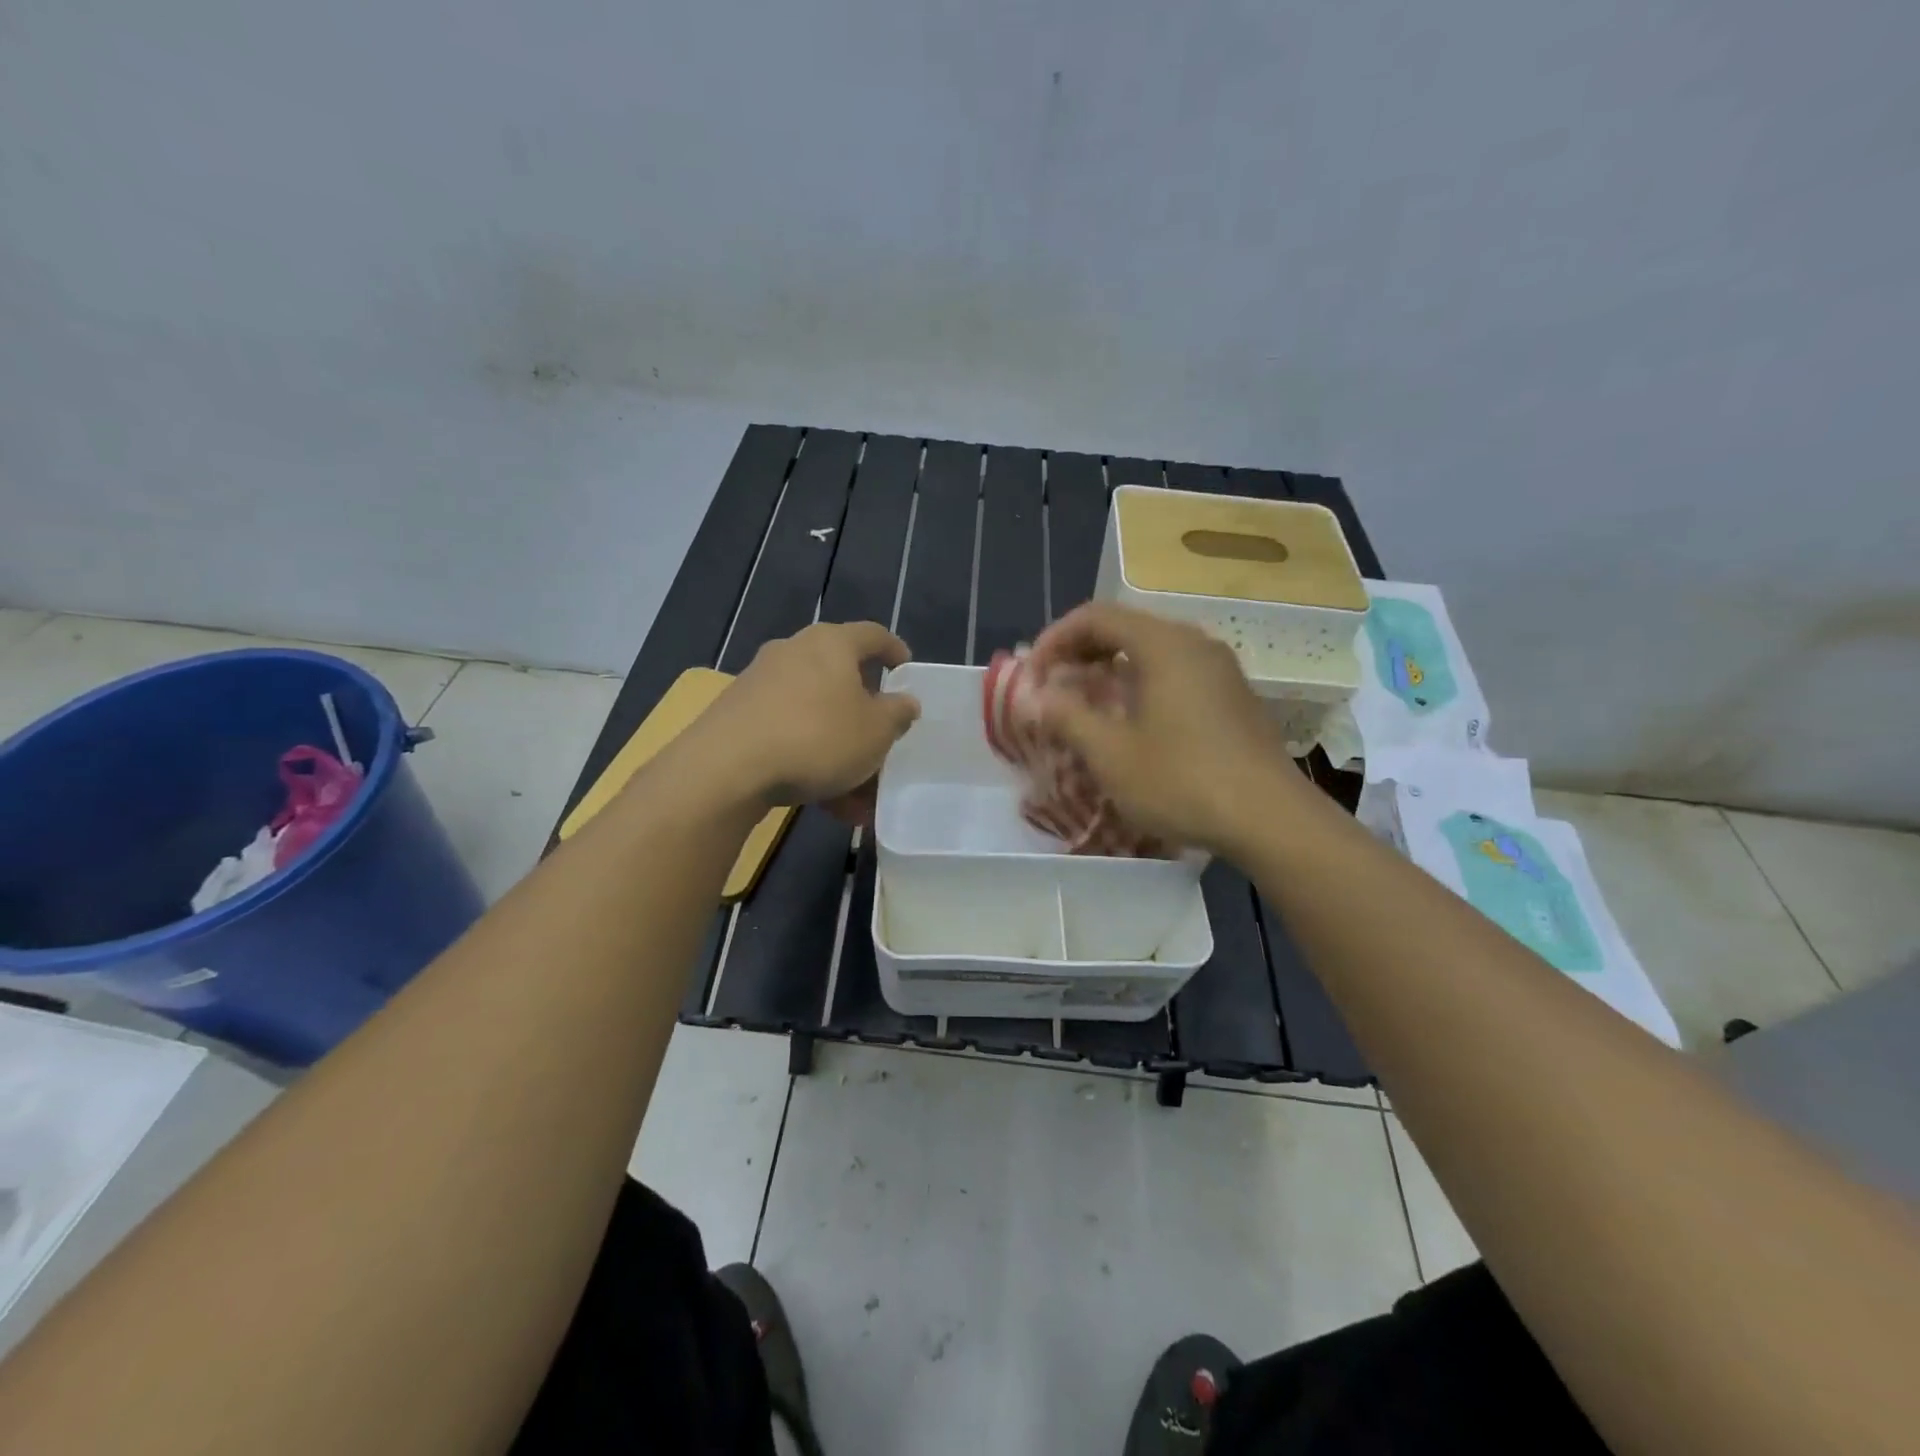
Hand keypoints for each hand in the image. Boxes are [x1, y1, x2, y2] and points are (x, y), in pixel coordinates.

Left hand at [694, 621, 920, 814]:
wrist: (726, 769)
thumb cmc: (817, 737)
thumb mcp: (875, 731)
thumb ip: (897, 713)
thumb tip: (904, 701)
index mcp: (832, 644)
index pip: (873, 635)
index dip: (895, 652)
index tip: (907, 673)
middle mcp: (794, 653)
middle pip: (842, 680)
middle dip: (866, 718)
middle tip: (883, 745)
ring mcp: (762, 684)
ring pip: (816, 716)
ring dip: (841, 752)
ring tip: (859, 799)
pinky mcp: (739, 716)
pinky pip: (789, 735)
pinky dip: (811, 762)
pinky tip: (825, 804)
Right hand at [1027, 603, 1304, 855]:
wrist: (1270, 818)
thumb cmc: (1182, 781)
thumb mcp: (1111, 754)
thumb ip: (1067, 717)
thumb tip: (1038, 697)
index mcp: (1162, 644)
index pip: (1095, 617)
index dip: (1054, 640)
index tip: (1032, 676)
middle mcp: (1194, 643)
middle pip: (1124, 628)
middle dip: (1080, 653)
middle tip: (1052, 687)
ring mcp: (1219, 669)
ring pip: (1151, 651)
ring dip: (1109, 670)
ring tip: (1085, 704)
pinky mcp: (1232, 696)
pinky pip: (1175, 672)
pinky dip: (1140, 683)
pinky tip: (1131, 721)